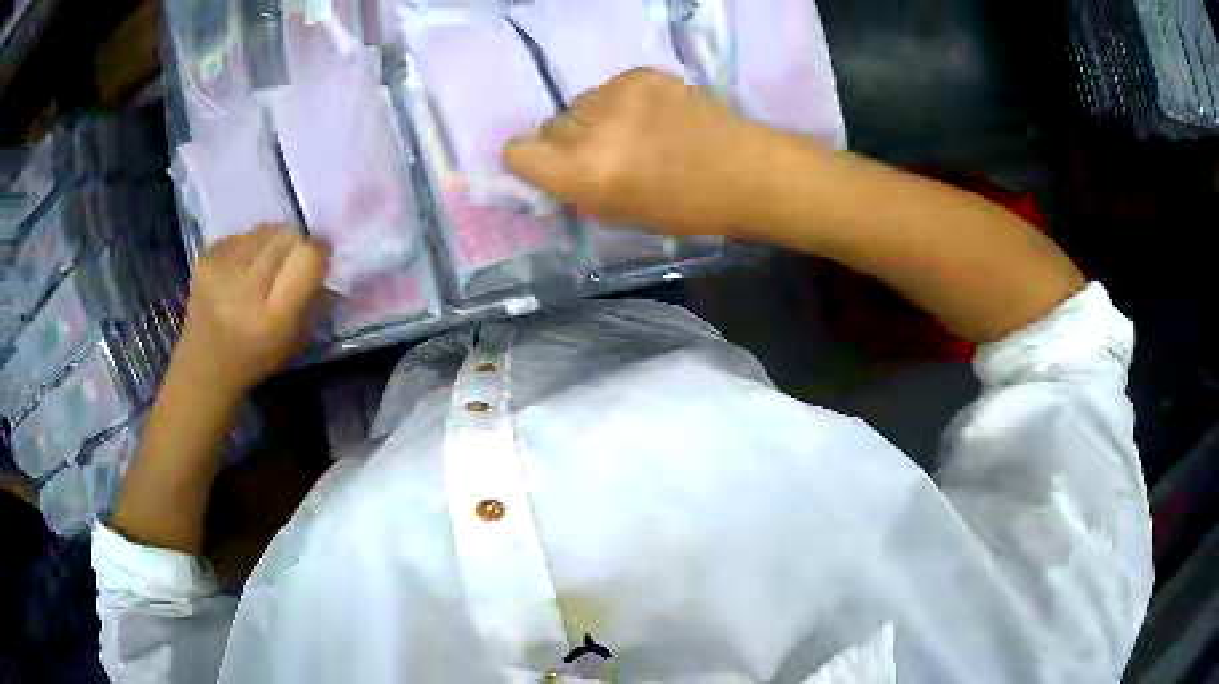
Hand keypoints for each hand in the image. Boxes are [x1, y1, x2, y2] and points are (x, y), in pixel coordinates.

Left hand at [177, 225, 328, 394]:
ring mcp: (221, 271)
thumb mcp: (294, 339)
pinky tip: (240, 268)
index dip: (317, 254)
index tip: (318, 262)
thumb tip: (330, 262)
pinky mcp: (204, 260)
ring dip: (271, 242)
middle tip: (291, 263)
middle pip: (287, 236)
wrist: (204, 368)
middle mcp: (245, 290)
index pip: (307, 257)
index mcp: (273, 317)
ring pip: (264, 230)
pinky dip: (246, 245)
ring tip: (264, 265)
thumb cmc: (255, 358)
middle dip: (296, 245)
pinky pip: (239, 236)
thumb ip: (313, 299)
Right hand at [503, 68, 768, 236]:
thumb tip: (551, 170)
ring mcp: (619, 94)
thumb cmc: (685, 207)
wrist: (745, 172)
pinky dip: (623, 101)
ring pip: (581, 102)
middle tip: (605, 153)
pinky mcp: (643, 73)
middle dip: (568, 140)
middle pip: (550, 124)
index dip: (528, 160)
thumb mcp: (619, 213)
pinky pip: (610, 87)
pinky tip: (655, 115)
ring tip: (637, 132)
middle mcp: (594, 128)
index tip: (545, 165)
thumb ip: (576, 189)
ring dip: (596, 117)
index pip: (517, 151)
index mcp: (585, 173)